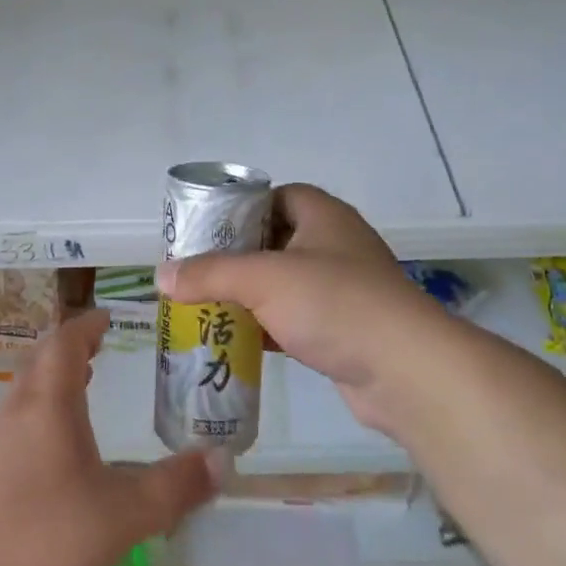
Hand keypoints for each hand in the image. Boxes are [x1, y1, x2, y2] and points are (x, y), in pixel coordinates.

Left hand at [0, 312, 216, 565]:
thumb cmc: (41, 537)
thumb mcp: (121, 515)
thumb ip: (173, 488)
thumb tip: (223, 459)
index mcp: (48, 404)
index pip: (66, 342)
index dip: (87, 326)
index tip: (108, 317)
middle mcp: (16, 413)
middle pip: (41, 363)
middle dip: (71, 350)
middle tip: (100, 349)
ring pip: (26, 396)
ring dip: (54, 384)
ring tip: (83, 392)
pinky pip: (15, 427)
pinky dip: (40, 418)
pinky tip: (54, 456)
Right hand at [157, 183, 457, 436]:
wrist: (405, 371)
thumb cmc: (334, 303)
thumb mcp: (264, 279)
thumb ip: (210, 274)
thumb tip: (160, 276)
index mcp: (323, 215)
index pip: (277, 195)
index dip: (243, 206)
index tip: (207, 228)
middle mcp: (335, 244)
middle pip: (277, 239)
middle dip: (238, 255)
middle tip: (198, 269)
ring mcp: (344, 289)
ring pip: (286, 283)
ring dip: (251, 294)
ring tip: (207, 304)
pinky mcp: (345, 329)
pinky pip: (297, 318)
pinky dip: (269, 326)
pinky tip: (237, 340)